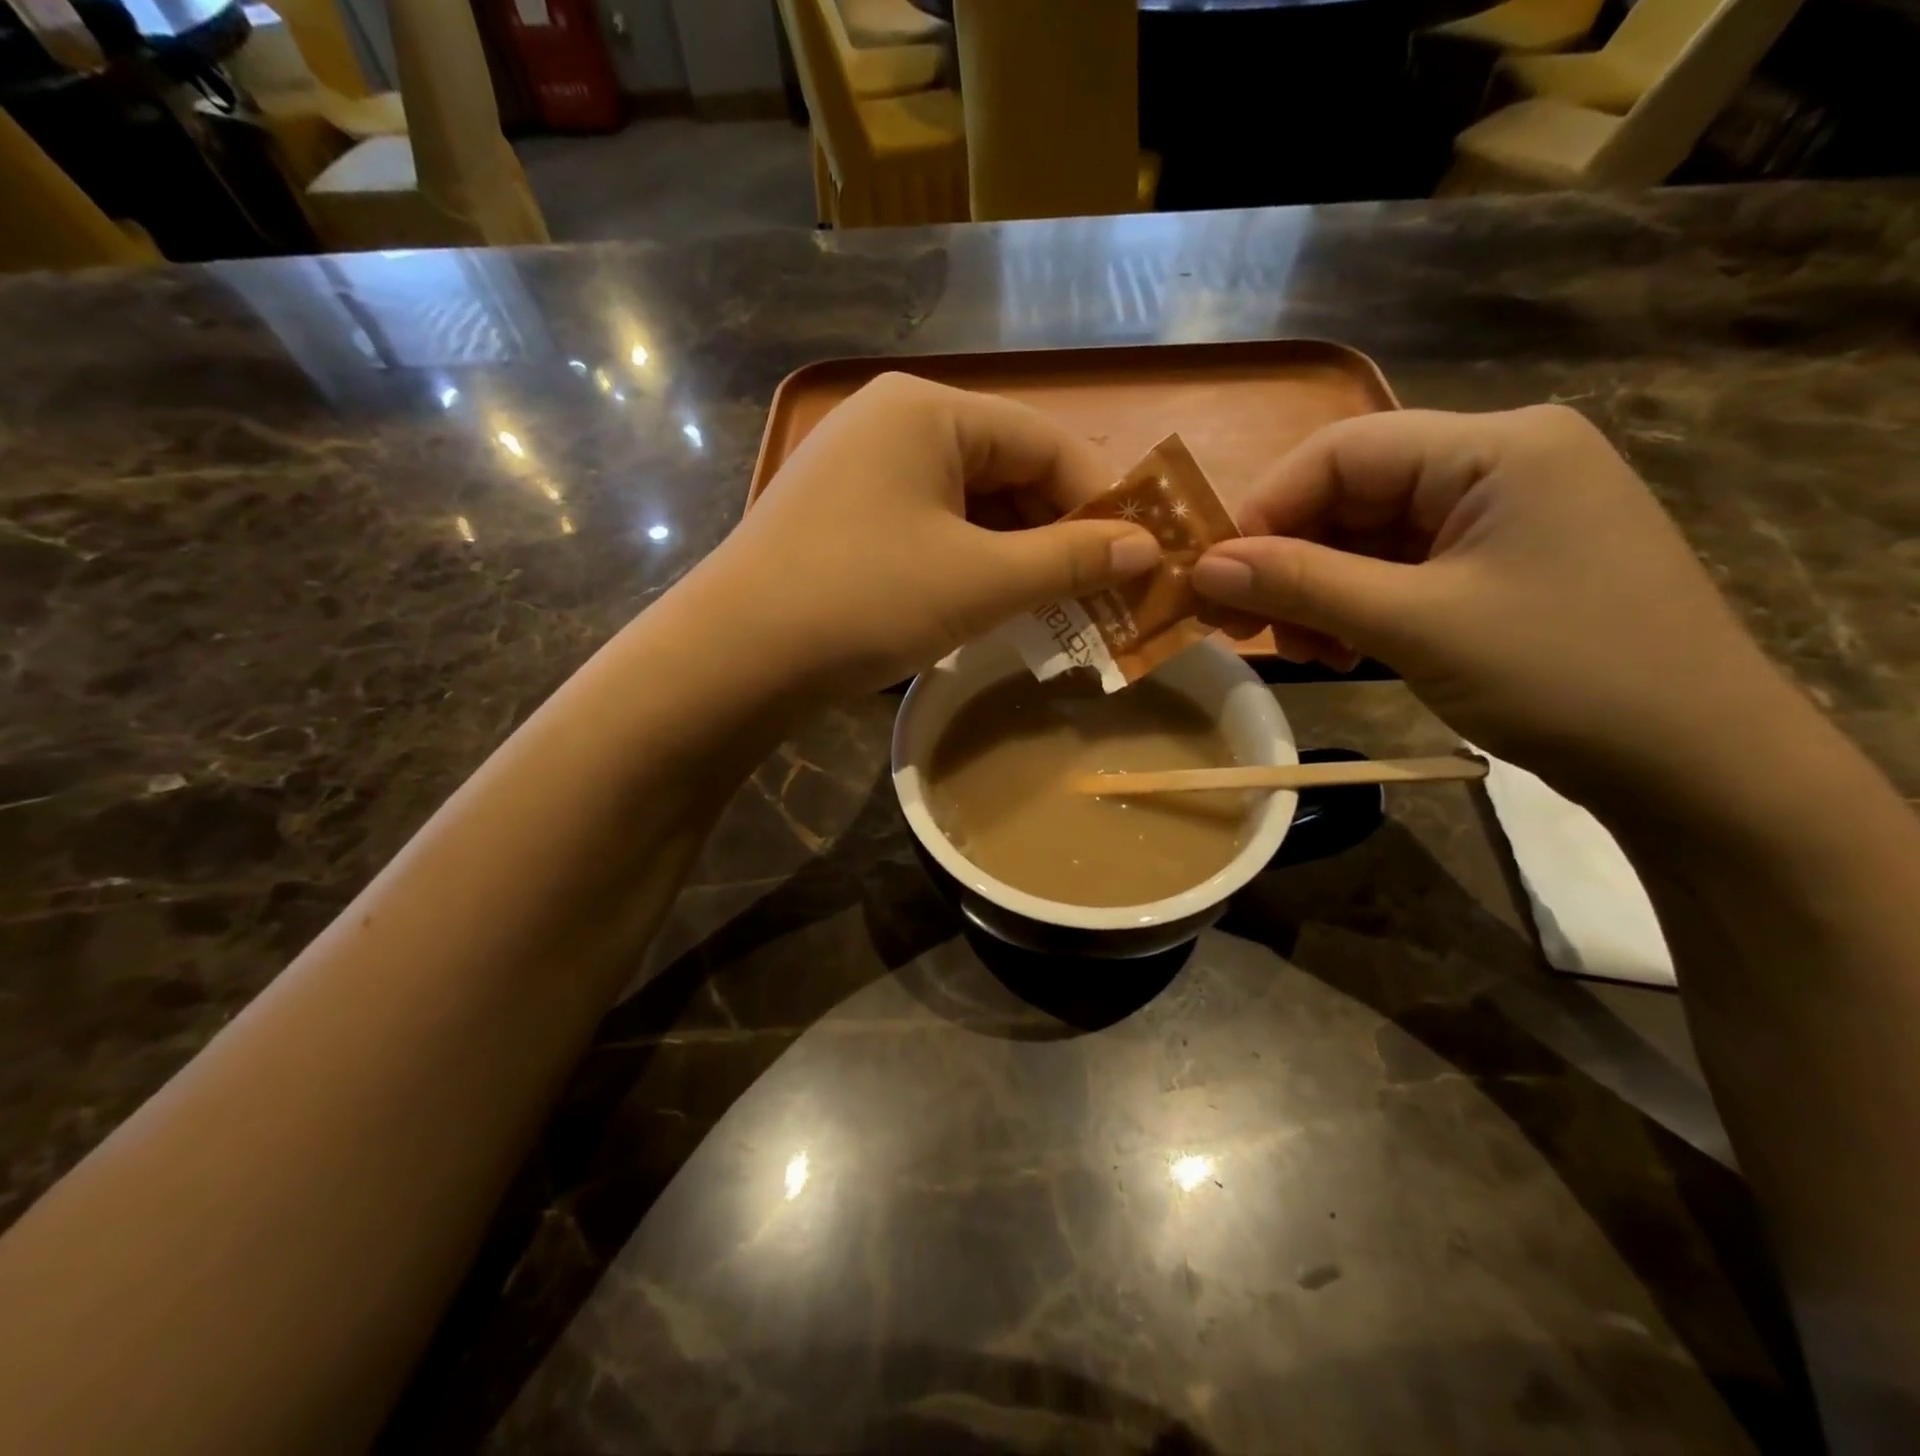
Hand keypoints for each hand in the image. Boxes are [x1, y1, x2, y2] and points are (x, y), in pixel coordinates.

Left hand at [703, 373, 1159, 696]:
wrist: (734, 658)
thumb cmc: (865, 600)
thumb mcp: (980, 581)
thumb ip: (1069, 560)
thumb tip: (1148, 548)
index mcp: (929, 411)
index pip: (1045, 442)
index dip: (1100, 501)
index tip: (1139, 559)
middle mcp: (893, 423)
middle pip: (1006, 470)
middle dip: (1057, 534)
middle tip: (1101, 594)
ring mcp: (860, 471)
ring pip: (968, 505)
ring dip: (1016, 555)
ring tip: (1055, 608)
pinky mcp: (843, 518)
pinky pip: (929, 529)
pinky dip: (969, 564)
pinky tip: (991, 604)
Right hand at [1191, 406, 1791, 802]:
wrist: (1696, 764)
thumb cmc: (1563, 675)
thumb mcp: (1415, 625)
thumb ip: (1302, 584)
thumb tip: (1202, 567)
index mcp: (1494, 447)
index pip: (1339, 451)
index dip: (1264, 510)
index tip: (1213, 579)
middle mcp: (1498, 462)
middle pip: (1350, 495)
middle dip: (1288, 561)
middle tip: (1240, 626)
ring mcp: (1501, 516)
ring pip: (1368, 538)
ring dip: (1317, 592)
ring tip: (1296, 650)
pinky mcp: (1499, 564)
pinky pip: (1400, 570)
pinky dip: (1356, 608)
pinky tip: (1338, 651)